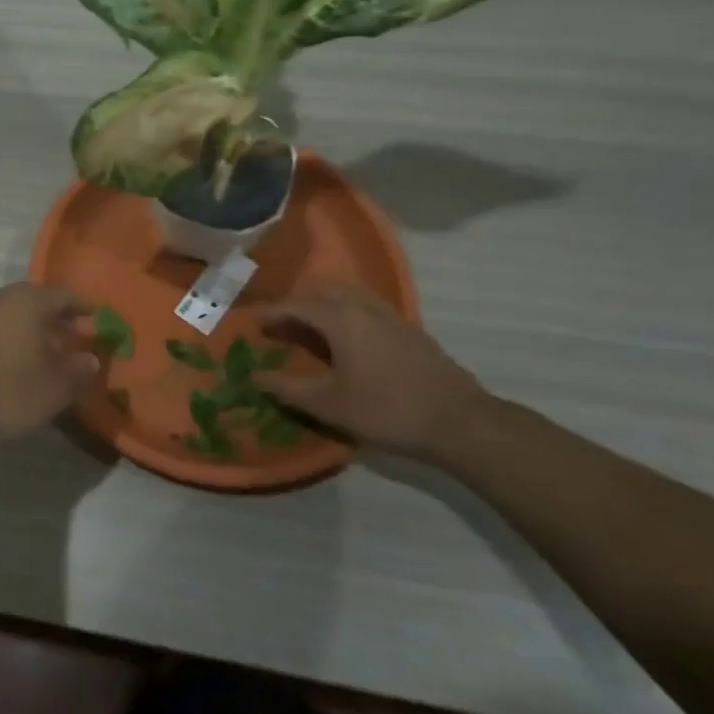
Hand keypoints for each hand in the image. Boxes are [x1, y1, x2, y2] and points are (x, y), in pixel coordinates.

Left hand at [0, 284, 98, 451]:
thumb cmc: (11, 391)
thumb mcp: (56, 387)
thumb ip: (78, 369)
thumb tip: (91, 360)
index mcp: (27, 300)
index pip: (63, 294)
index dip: (82, 306)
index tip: (96, 318)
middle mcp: (0, 297)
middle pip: (36, 299)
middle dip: (56, 316)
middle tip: (74, 335)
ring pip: (13, 312)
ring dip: (32, 326)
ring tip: (48, 349)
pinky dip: (11, 334)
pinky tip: (19, 357)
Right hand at [257, 283, 489, 457]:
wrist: (459, 421)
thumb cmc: (387, 410)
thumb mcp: (330, 405)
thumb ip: (289, 388)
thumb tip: (256, 377)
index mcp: (340, 318)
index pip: (296, 305)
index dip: (272, 313)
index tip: (254, 322)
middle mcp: (363, 306)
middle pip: (321, 291)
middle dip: (297, 304)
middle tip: (280, 324)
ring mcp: (390, 314)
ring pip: (347, 294)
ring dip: (323, 304)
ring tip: (310, 327)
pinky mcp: (408, 327)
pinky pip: (366, 305)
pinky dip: (346, 311)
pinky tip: (348, 336)